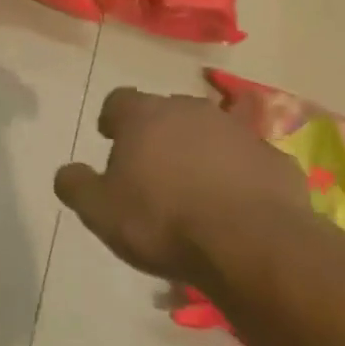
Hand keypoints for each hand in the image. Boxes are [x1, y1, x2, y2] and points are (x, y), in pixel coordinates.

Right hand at [53, 87, 315, 283]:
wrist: (253, 245)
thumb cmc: (162, 221)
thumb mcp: (99, 210)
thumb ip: (76, 185)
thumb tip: (68, 172)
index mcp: (144, 116)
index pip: (119, 100)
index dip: (112, 119)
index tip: (110, 139)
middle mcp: (191, 112)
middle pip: (166, 112)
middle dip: (157, 133)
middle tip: (151, 168)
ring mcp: (239, 133)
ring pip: (210, 133)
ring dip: (199, 152)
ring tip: (194, 190)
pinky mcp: (276, 161)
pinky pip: (248, 161)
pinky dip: (238, 175)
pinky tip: (233, 207)